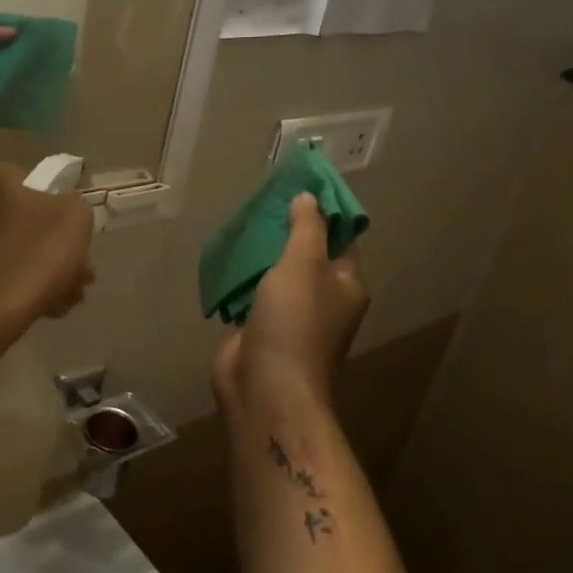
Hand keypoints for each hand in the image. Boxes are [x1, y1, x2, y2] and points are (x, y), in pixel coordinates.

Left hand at [0, 163, 94, 330]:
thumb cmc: (33, 255)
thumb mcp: (75, 216)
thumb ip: (75, 205)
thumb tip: (64, 214)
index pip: (35, 184)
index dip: (61, 210)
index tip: (76, 238)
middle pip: (28, 224)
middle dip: (58, 251)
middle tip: (81, 276)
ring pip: (17, 253)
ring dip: (47, 274)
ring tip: (68, 300)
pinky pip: (0, 277)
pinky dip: (23, 289)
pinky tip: (47, 310)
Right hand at [212, 193, 368, 412]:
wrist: (265, 386)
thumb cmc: (293, 321)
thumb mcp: (304, 264)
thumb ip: (307, 229)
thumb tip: (309, 198)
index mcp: (345, 285)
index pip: (342, 239)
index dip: (324, 212)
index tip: (300, 186)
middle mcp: (323, 300)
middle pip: (307, 255)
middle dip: (286, 230)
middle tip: (262, 201)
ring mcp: (291, 316)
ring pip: (277, 274)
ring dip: (262, 253)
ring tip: (241, 223)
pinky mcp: (261, 329)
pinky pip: (253, 294)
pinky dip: (242, 278)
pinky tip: (227, 259)